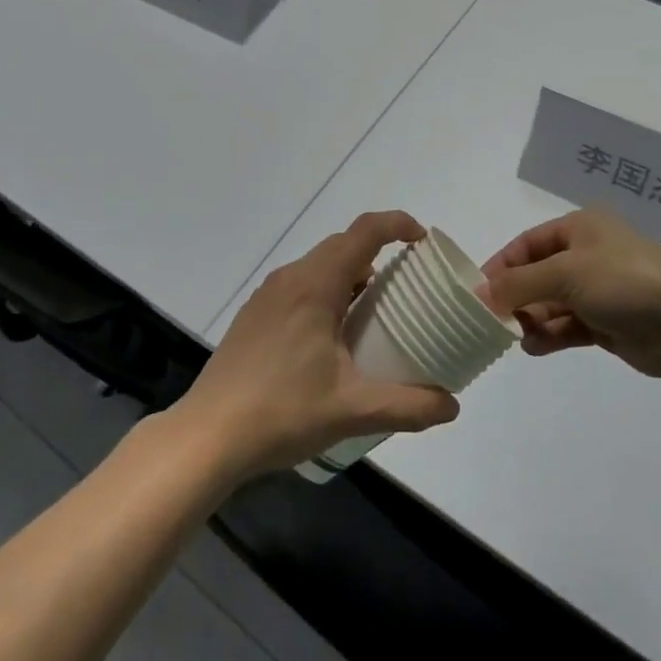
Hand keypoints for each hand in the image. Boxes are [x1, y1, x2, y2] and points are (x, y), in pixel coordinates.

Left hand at [172, 211, 459, 479]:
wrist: (208, 436)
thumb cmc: (282, 412)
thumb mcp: (353, 410)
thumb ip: (408, 406)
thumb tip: (452, 405)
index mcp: (316, 285)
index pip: (364, 231)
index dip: (397, 224)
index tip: (423, 242)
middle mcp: (291, 278)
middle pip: (342, 245)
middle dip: (378, 253)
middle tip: (408, 285)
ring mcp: (267, 295)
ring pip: (319, 266)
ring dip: (351, 276)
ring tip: (375, 313)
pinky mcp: (254, 315)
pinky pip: (300, 285)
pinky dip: (327, 293)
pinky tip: (333, 338)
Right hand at [482, 209, 660, 378]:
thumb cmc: (623, 281)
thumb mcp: (564, 273)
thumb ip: (518, 284)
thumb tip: (480, 294)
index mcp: (579, 229)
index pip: (527, 244)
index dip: (501, 266)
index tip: (478, 292)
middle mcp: (587, 255)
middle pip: (537, 274)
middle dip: (515, 296)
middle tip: (492, 321)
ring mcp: (599, 290)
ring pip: (551, 303)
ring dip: (531, 319)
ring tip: (515, 337)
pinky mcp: (608, 323)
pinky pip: (568, 326)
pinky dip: (550, 335)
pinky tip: (534, 347)